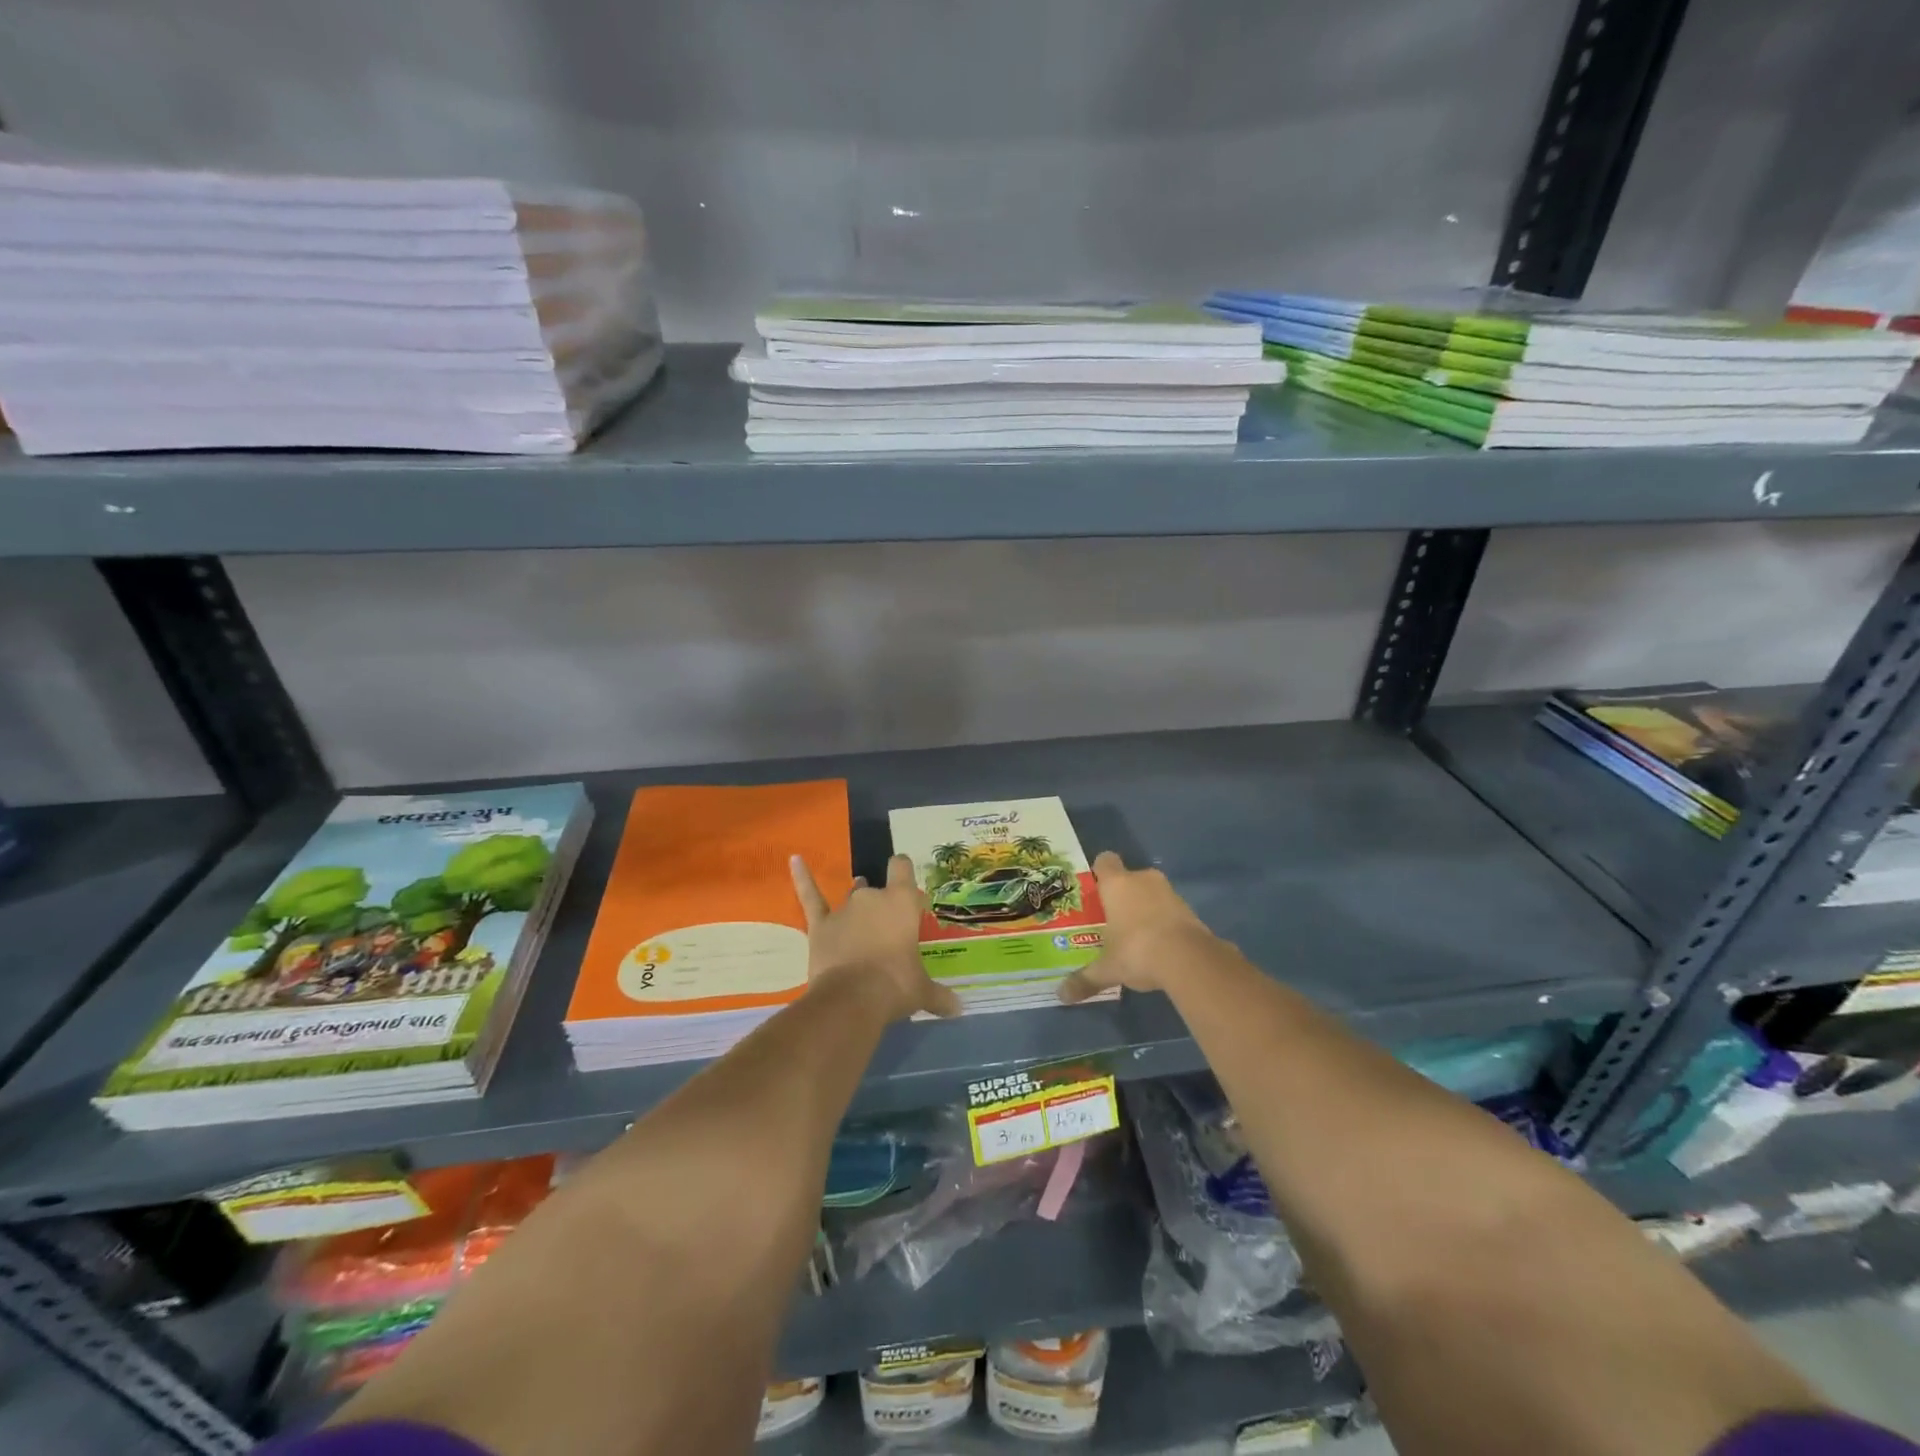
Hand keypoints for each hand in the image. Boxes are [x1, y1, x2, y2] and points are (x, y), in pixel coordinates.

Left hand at [791, 854, 961, 1022]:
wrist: (852, 999)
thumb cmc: (895, 986)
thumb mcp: (922, 992)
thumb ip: (939, 996)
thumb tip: (958, 1009)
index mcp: (902, 903)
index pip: (902, 868)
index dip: (904, 873)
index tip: (907, 887)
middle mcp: (873, 897)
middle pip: (878, 889)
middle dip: (883, 906)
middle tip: (889, 932)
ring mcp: (844, 909)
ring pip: (852, 896)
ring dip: (856, 903)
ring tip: (860, 918)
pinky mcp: (820, 925)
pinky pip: (810, 897)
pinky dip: (802, 877)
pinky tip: (794, 859)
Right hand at [1058, 850, 1221, 1003]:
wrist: (1189, 959)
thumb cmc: (1136, 951)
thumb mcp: (1107, 969)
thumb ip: (1085, 979)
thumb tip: (1061, 996)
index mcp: (1117, 884)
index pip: (1105, 860)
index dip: (1100, 872)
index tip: (1096, 890)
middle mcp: (1143, 880)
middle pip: (1129, 877)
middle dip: (1123, 895)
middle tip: (1112, 918)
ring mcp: (1169, 892)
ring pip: (1151, 892)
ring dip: (1146, 907)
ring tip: (1136, 935)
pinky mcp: (1190, 909)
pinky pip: (1170, 909)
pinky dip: (1164, 921)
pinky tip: (1159, 946)